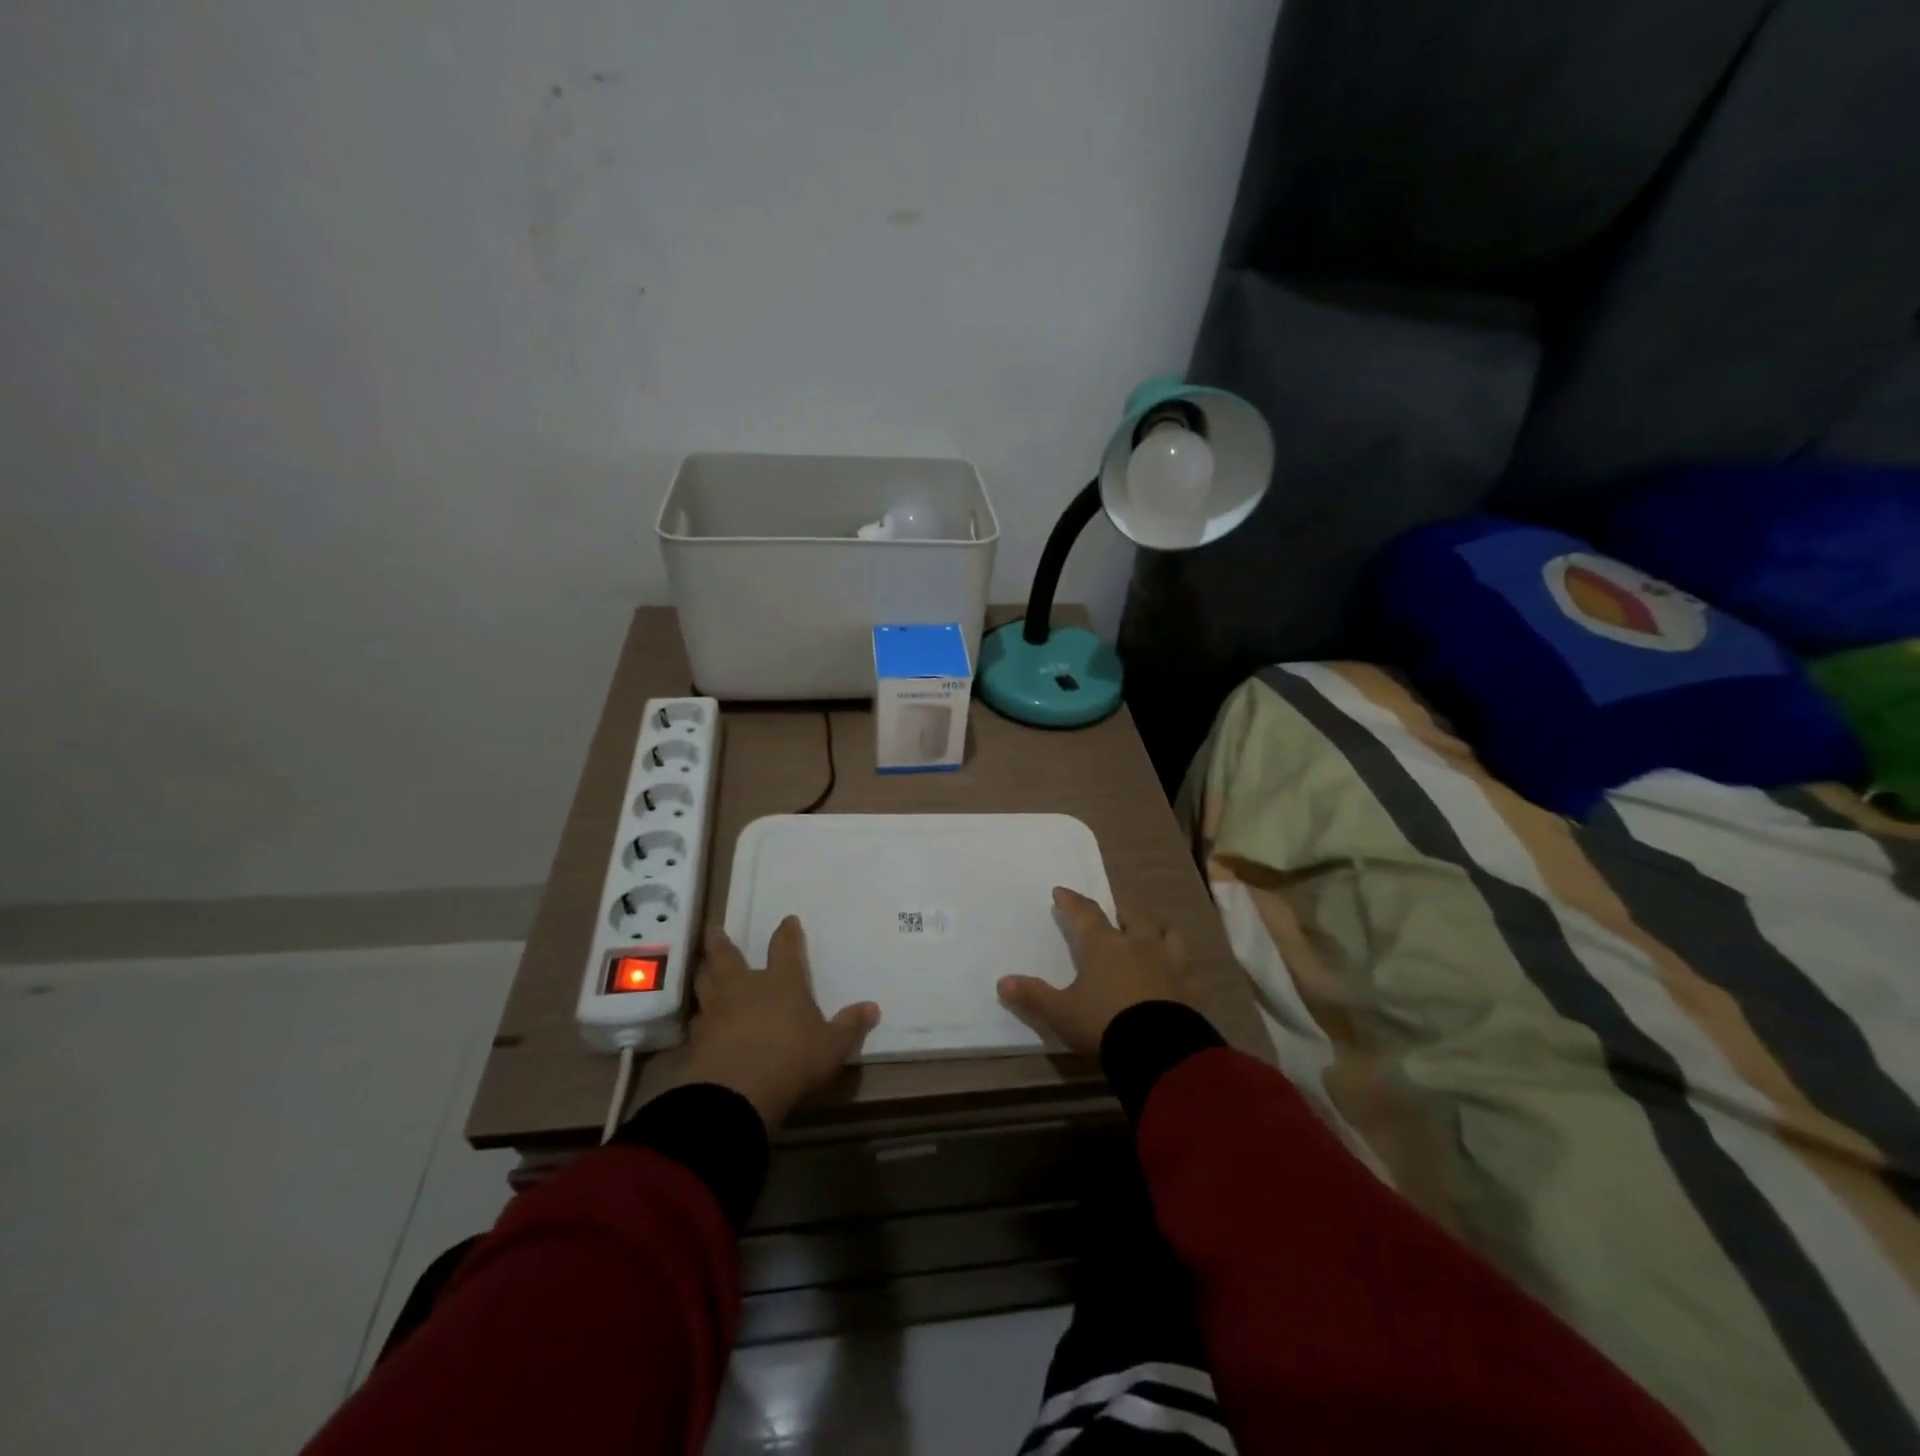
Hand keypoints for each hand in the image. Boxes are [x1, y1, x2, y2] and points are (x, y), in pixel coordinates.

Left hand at [664, 918, 878, 1128]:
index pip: (785, 949)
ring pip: (705, 982)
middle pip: (728, 957)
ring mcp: (717, 1012)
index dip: (787, 933)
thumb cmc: (791, 1060)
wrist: (735, 1094)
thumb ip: (850, 1027)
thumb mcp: (831, 1047)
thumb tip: (873, 1007)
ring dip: (704, 971)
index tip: (787, 920)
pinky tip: (699, 1019)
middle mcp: (745, 988)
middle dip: (721, 942)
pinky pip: (697, 1019)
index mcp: (781, 982)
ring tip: (702, 965)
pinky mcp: (696, 1039)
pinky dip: (699, 1015)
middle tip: (714, 929)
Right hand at [997, 887, 1198, 1054]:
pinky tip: (1177, 977)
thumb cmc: (1103, 1022)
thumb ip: (1034, 996)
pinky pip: (1189, 971)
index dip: (1072, 901)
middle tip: (1116, 919)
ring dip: (1158, 931)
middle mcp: (1139, 945)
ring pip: (1168, 934)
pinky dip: (1180, 970)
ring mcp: (1170, 964)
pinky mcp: (1191, 988)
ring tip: (1152, 936)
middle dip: (1123, 914)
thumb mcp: (1061, 1012)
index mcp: (1105, 945)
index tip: (1061, 891)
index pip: (1085, 913)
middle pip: (1134, 917)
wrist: (1158, 1049)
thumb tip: (1002, 982)